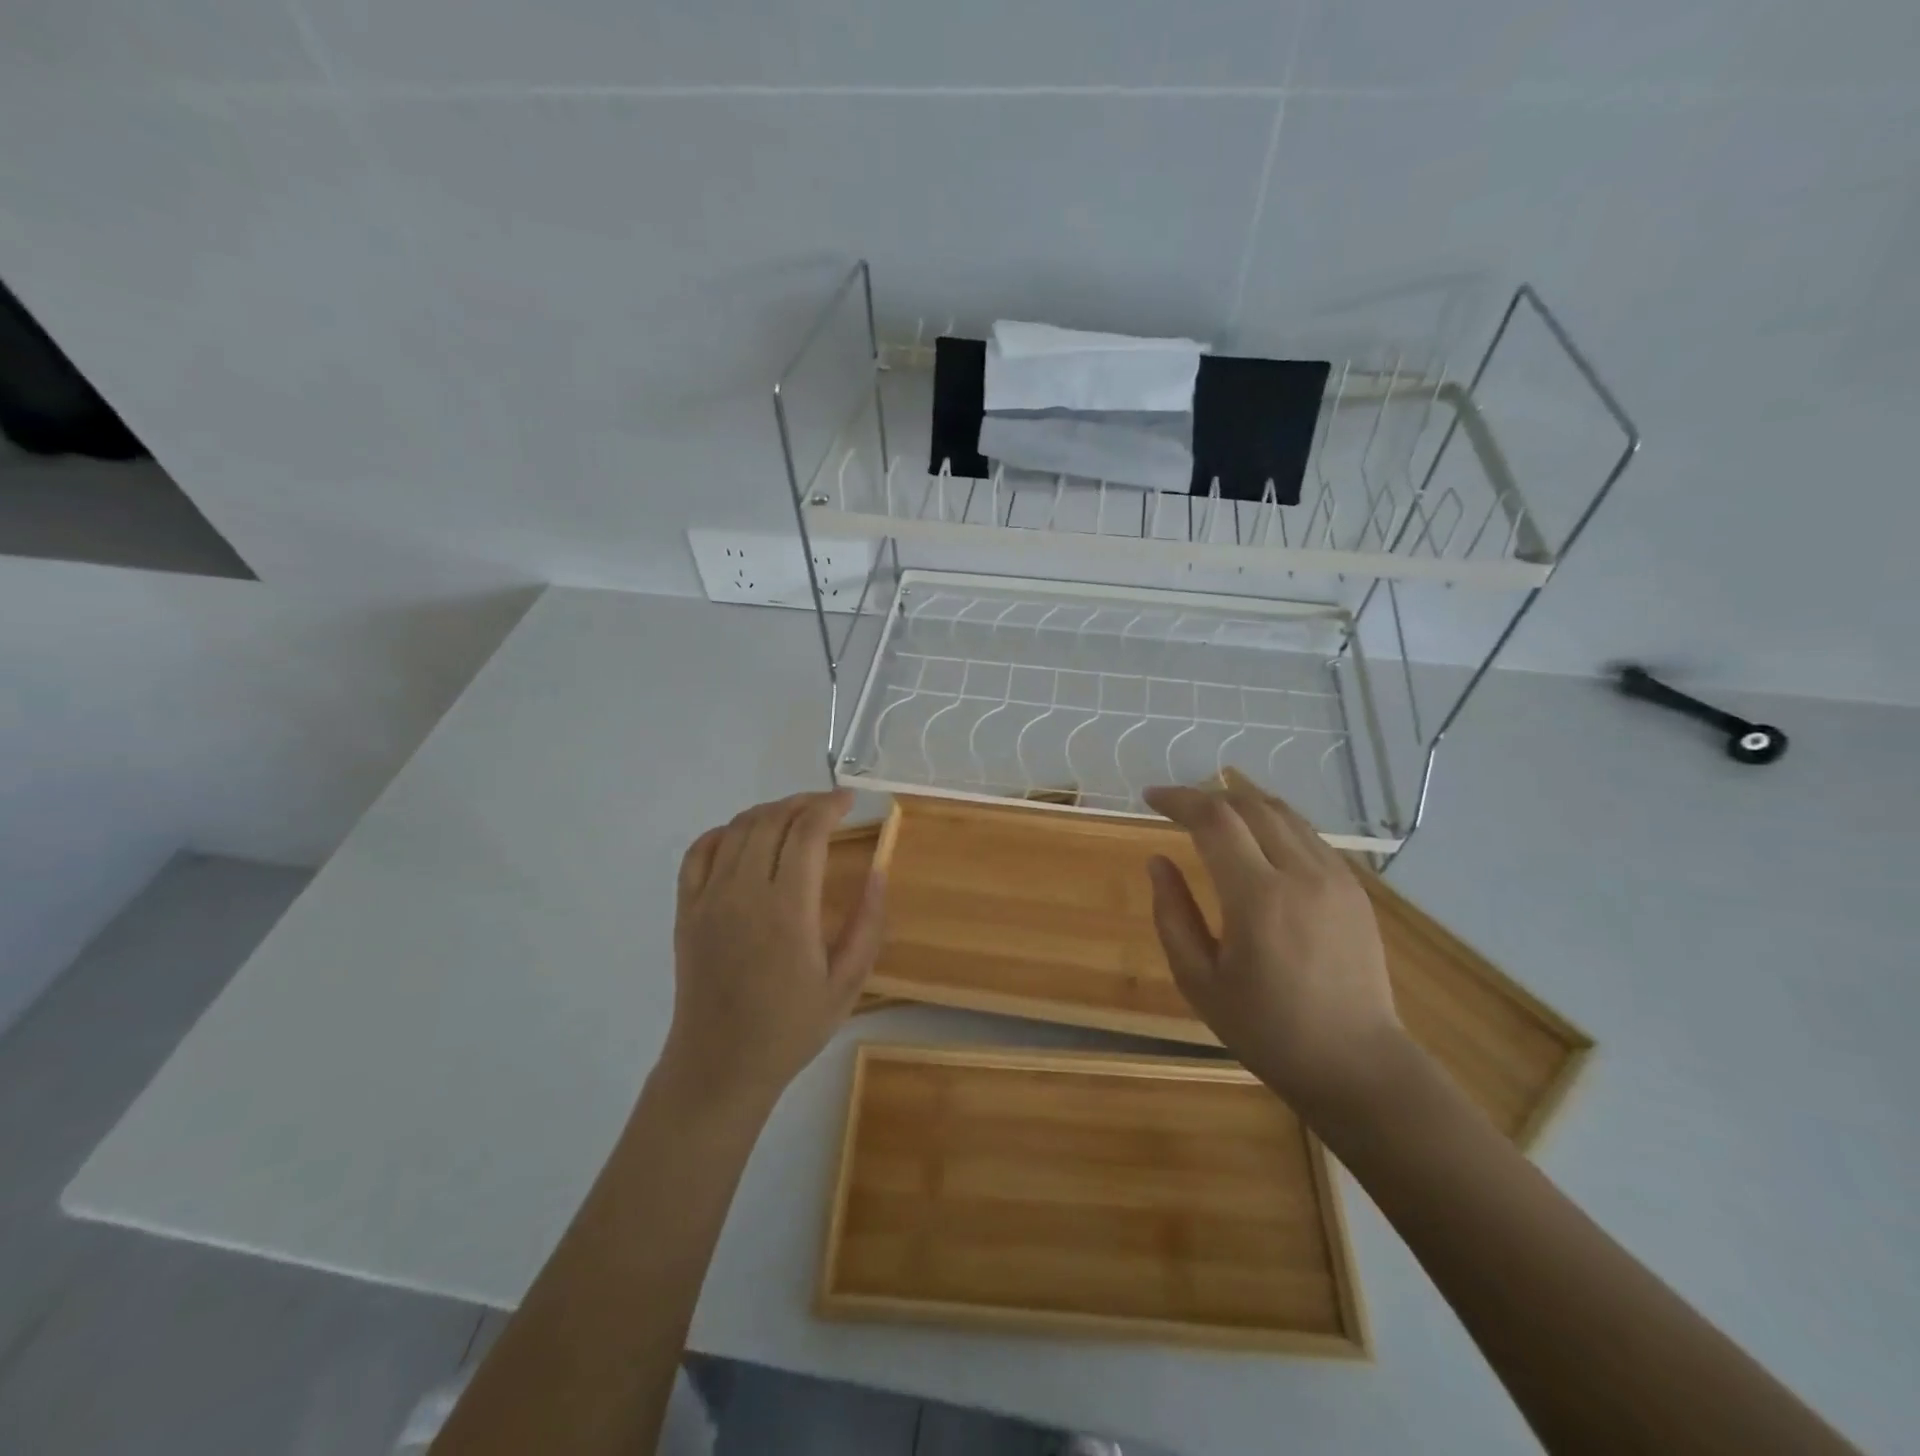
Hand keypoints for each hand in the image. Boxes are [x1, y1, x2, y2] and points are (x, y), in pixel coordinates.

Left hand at [660, 790, 885, 1114]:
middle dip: (803, 803)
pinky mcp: (686, 910)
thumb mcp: (847, 983)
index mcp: (788, 910)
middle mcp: (744, 893)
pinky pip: (698, 852)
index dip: (829, 806)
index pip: (806, 832)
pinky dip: (723, 832)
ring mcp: (708, 899)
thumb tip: (879, 870)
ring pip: (737, 829)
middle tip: (828, 807)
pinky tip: (744, 838)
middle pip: (771, 821)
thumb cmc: (791, 1027)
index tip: (849, 801)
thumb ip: (868, 923)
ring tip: (794, 818)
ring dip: (769, 812)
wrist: (720, 1064)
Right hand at [1143, 769, 1402, 1115]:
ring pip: (1283, 813)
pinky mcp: (1354, 888)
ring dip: (1241, 804)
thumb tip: (1158, 861)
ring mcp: (1335, 877)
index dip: (1178, 799)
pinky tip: (1256, 842)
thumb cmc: (1266, 1030)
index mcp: (1258, 898)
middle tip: (1177, 808)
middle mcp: (1301, 874)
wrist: (1356, 1064)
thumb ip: (1172, 914)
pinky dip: (1273, 823)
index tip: (1150, 798)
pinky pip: (1307, 835)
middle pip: (1249, 805)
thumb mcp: (1199, 980)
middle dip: (1207, 796)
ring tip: (1212, 816)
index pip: (1214, 819)